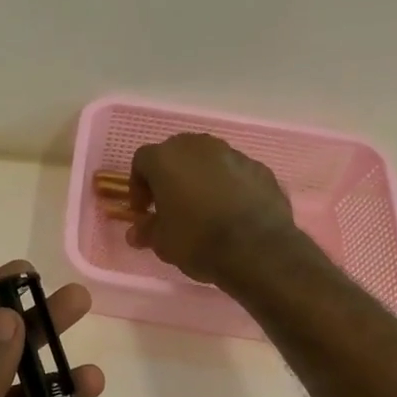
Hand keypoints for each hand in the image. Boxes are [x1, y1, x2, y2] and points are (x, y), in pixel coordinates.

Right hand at [127, 134, 300, 285]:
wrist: (257, 249)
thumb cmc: (198, 240)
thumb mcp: (162, 242)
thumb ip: (146, 231)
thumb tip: (136, 232)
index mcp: (167, 158)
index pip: (142, 161)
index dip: (138, 186)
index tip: (143, 211)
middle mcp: (199, 146)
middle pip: (176, 153)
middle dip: (170, 176)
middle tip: (170, 205)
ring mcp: (233, 154)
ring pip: (208, 160)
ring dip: (200, 179)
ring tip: (203, 209)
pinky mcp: (260, 168)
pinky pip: (235, 173)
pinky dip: (228, 187)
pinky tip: (231, 212)